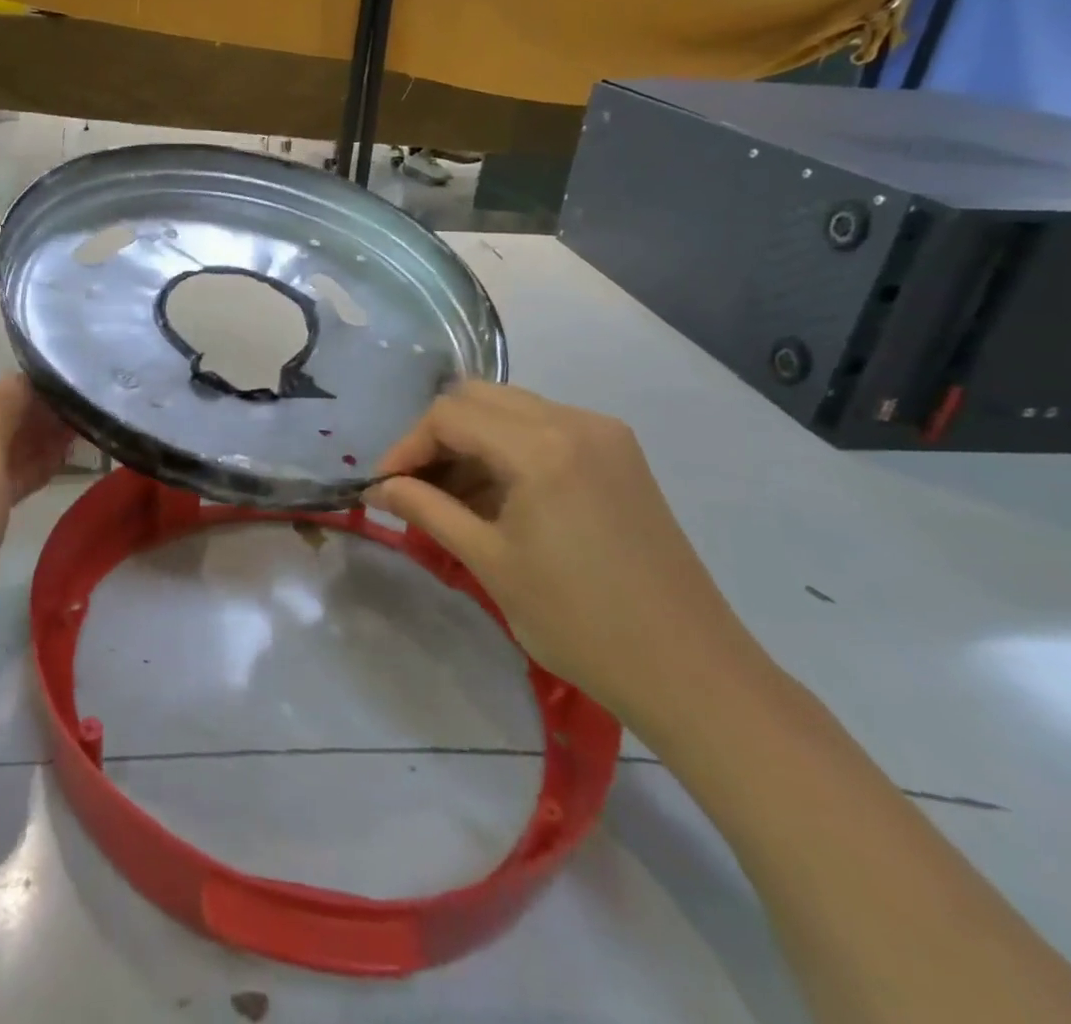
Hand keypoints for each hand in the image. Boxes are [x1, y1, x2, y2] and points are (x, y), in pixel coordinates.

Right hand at [368, 382, 759, 732]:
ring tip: (451, 499)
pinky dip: (507, 450)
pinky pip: (545, 430)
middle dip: (436, 437)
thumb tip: (379, 488)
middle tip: (415, 486)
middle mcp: (576, 422)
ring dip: (471, 442)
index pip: (449, 415)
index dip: (407, 445)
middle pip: (478, 398)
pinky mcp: (620, 457)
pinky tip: (498, 499)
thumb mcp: (489, 562)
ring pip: (511, 410)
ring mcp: (605, 436)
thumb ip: (426, 510)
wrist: (691, 671)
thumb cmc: (580, 621)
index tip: (385, 486)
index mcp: (542, 446)